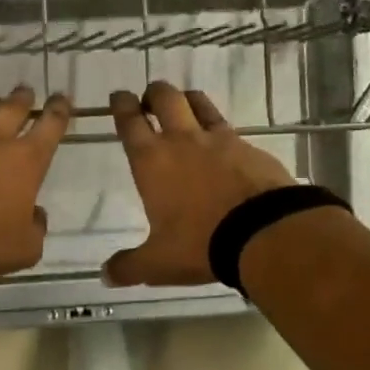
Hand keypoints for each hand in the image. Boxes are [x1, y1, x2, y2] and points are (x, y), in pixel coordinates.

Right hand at [104, 82, 295, 286]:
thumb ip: (128, 267)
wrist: (264, 232)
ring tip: (184, 105)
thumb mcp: (158, 263)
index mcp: (152, 161)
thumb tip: (105, 275)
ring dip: (187, 99)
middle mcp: (182, 141)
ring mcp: (219, 140)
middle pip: (165, 98)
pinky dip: (219, 128)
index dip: (122, 106)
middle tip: (149, 100)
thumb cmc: (200, 243)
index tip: (119, 96)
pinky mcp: (249, 147)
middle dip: (154, 93)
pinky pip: (229, 127)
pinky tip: (222, 142)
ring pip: (198, 102)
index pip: (130, 122)